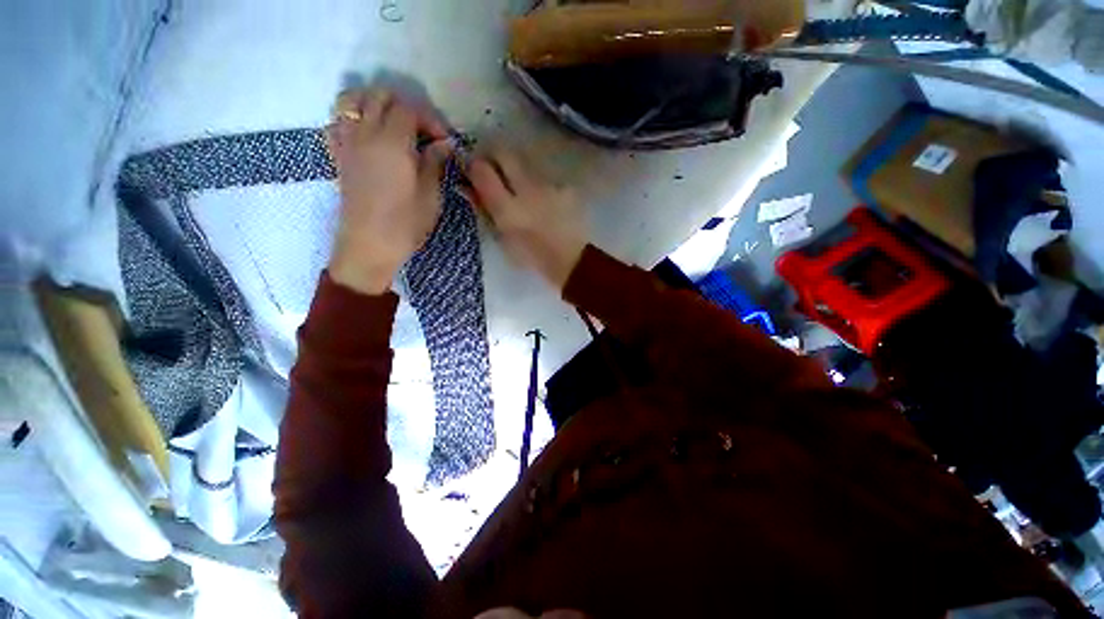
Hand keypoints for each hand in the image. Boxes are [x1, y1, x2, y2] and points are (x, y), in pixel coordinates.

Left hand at [325, 88, 451, 294]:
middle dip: (405, 106)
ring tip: (393, 125)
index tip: (444, 141)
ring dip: (374, 103)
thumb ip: (435, 163)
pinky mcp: (338, 156)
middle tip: (422, 132)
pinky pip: (336, 122)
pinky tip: (367, 135)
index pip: (409, 110)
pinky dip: (351, 118)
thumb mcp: (430, 196)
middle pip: (380, 96)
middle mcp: (365, 134)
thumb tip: (446, 143)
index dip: (430, 120)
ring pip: (352, 100)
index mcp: (392, 143)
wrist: (369, 246)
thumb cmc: (405, 224)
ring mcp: (347, 143)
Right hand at [466, 146, 587, 290]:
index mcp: (507, 210)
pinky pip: (546, 178)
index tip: (473, 170)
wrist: (572, 262)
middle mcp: (527, 190)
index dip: (474, 166)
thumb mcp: (503, 239)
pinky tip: (546, 201)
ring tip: (525, 191)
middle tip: (494, 169)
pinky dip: (540, 186)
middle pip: (504, 153)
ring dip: (519, 171)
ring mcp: (549, 186)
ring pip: (526, 163)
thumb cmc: (533, 257)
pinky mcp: (565, 187)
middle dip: (494, 156)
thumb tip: (468, 187)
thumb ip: (486, 211)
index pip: (481, 170)